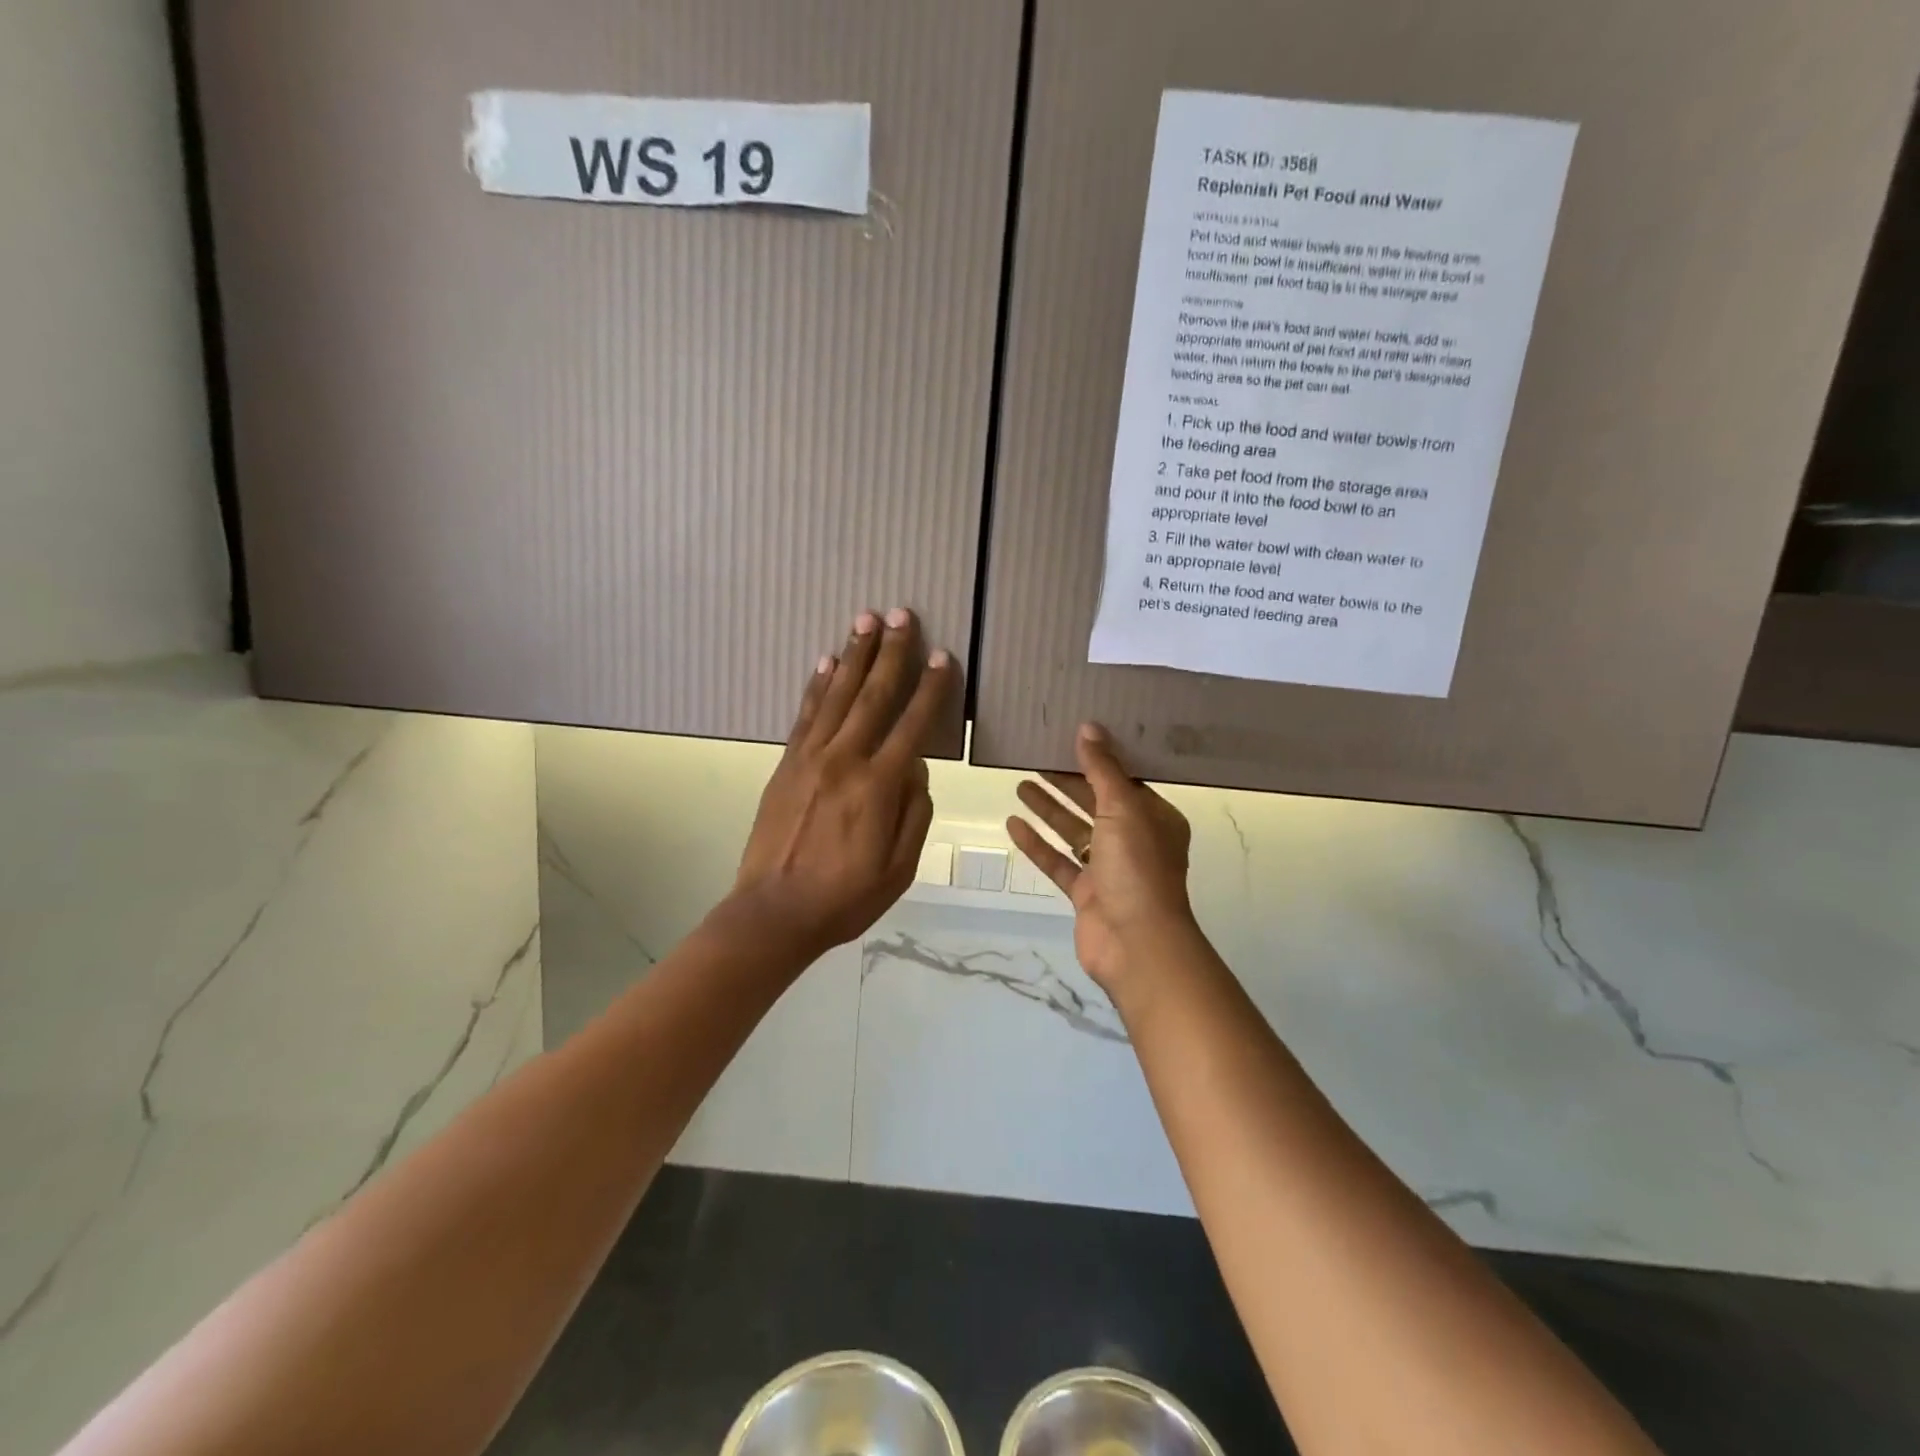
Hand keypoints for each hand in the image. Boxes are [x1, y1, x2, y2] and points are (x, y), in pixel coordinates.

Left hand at [730, 608, 953, 963]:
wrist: (774, 913)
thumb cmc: (846, 897)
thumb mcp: (900, 867)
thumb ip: (914, 812)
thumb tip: (915, 769)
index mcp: (878, 786)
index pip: (912, 724)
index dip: (930, 688)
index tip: (942, 656)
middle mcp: (844, 760)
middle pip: (873, 695)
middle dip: (890, 652)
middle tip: (901, 614)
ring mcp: (810, 758)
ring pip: (837, 695)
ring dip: (853, 655)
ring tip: (865, 620)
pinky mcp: (786, 764)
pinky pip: (805, 715)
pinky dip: (817, 686)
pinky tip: (826, 662)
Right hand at [1007, 724, 1198, 1004]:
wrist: (1136, 944)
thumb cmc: (1138, 868)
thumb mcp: (1123, 809)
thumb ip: (1103, 769)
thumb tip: (1089, 727)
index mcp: (1155, 818)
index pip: (1125, 780)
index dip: (1098, 759)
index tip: (1070, 737)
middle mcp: (1135, 840)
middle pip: (1095, 802)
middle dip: (1067, 782)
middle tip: (1035, 757)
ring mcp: (1109, 869)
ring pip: (1074, 831)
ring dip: (1049, 809)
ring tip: (1020, 783)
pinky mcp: (1086, 893)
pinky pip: (1058, 861)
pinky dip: (1038, 844)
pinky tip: (1013, 824)